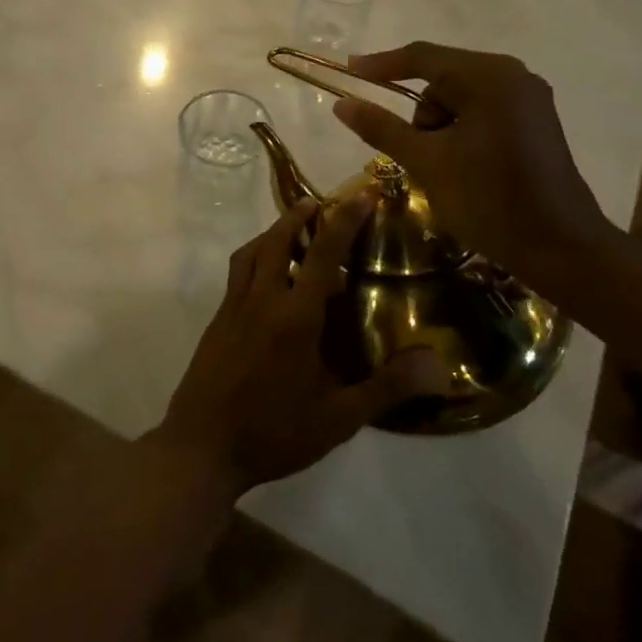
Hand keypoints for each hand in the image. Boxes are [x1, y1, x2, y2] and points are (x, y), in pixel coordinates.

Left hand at [151, 196, 451, 497]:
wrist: (202, 447)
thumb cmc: (274, 432)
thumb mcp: (338, 418)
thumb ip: (388, 387)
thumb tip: (440, 365)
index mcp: (294, 316)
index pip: (323, 253)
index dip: (344, 220)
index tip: (361, 194)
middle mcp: (261, 299)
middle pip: (277, 240)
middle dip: (299, 216)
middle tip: (320, 205)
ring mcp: (232, 308)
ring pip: (250, 253)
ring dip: (272, 234)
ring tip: (292, 234)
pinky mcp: (216, 322)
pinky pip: (237, 274)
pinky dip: (255, 259)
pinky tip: (268, 282)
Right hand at [332, 43, 616, 294]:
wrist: (560, 248)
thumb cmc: (489, 199)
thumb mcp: (427, 162)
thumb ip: (382, 128)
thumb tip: (342, 104)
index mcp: (489, 77)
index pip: (423, 57)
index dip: (381, 64)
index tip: (348, 70)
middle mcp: (512, 76)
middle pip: (443, 77)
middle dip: (419, 112)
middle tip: (412, 151)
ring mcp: (527, 99)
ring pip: (460, 97)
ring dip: (439, 126)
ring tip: (441, 167)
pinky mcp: (533, 122)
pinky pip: (481, 111)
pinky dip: (460, 131)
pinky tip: (460, 164)